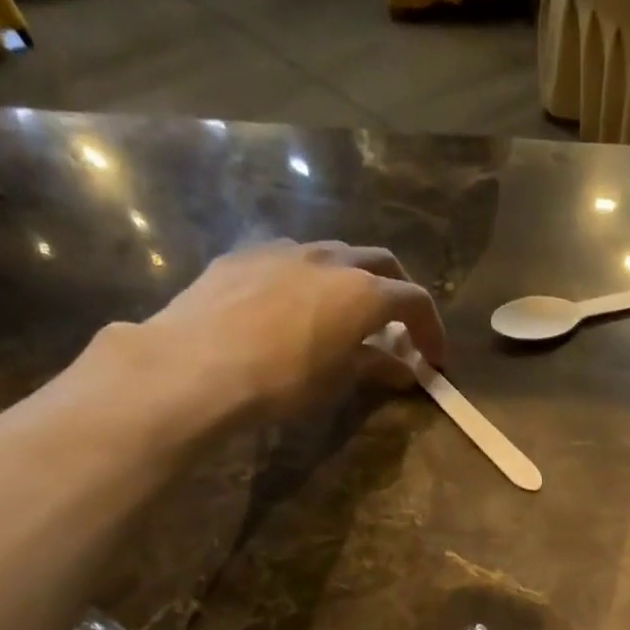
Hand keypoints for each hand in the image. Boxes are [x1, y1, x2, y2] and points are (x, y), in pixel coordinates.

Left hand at [138, 239, 447, 421]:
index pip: (415, 301)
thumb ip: (376, 367)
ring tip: (346, 316)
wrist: (196, 365)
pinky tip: (295, 308)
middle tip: (398, 328)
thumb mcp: (339, 380)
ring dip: (353, 281)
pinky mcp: (244, 254)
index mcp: (362, 291)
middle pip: (380, 264)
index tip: (433, 360)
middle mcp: (329, 259)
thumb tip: (404, 369)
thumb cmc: (282, 380)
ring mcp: (283, 249)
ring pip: (335, 254)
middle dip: (398, 294)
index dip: (431, 330)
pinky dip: (310, 279)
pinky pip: (291, 259)